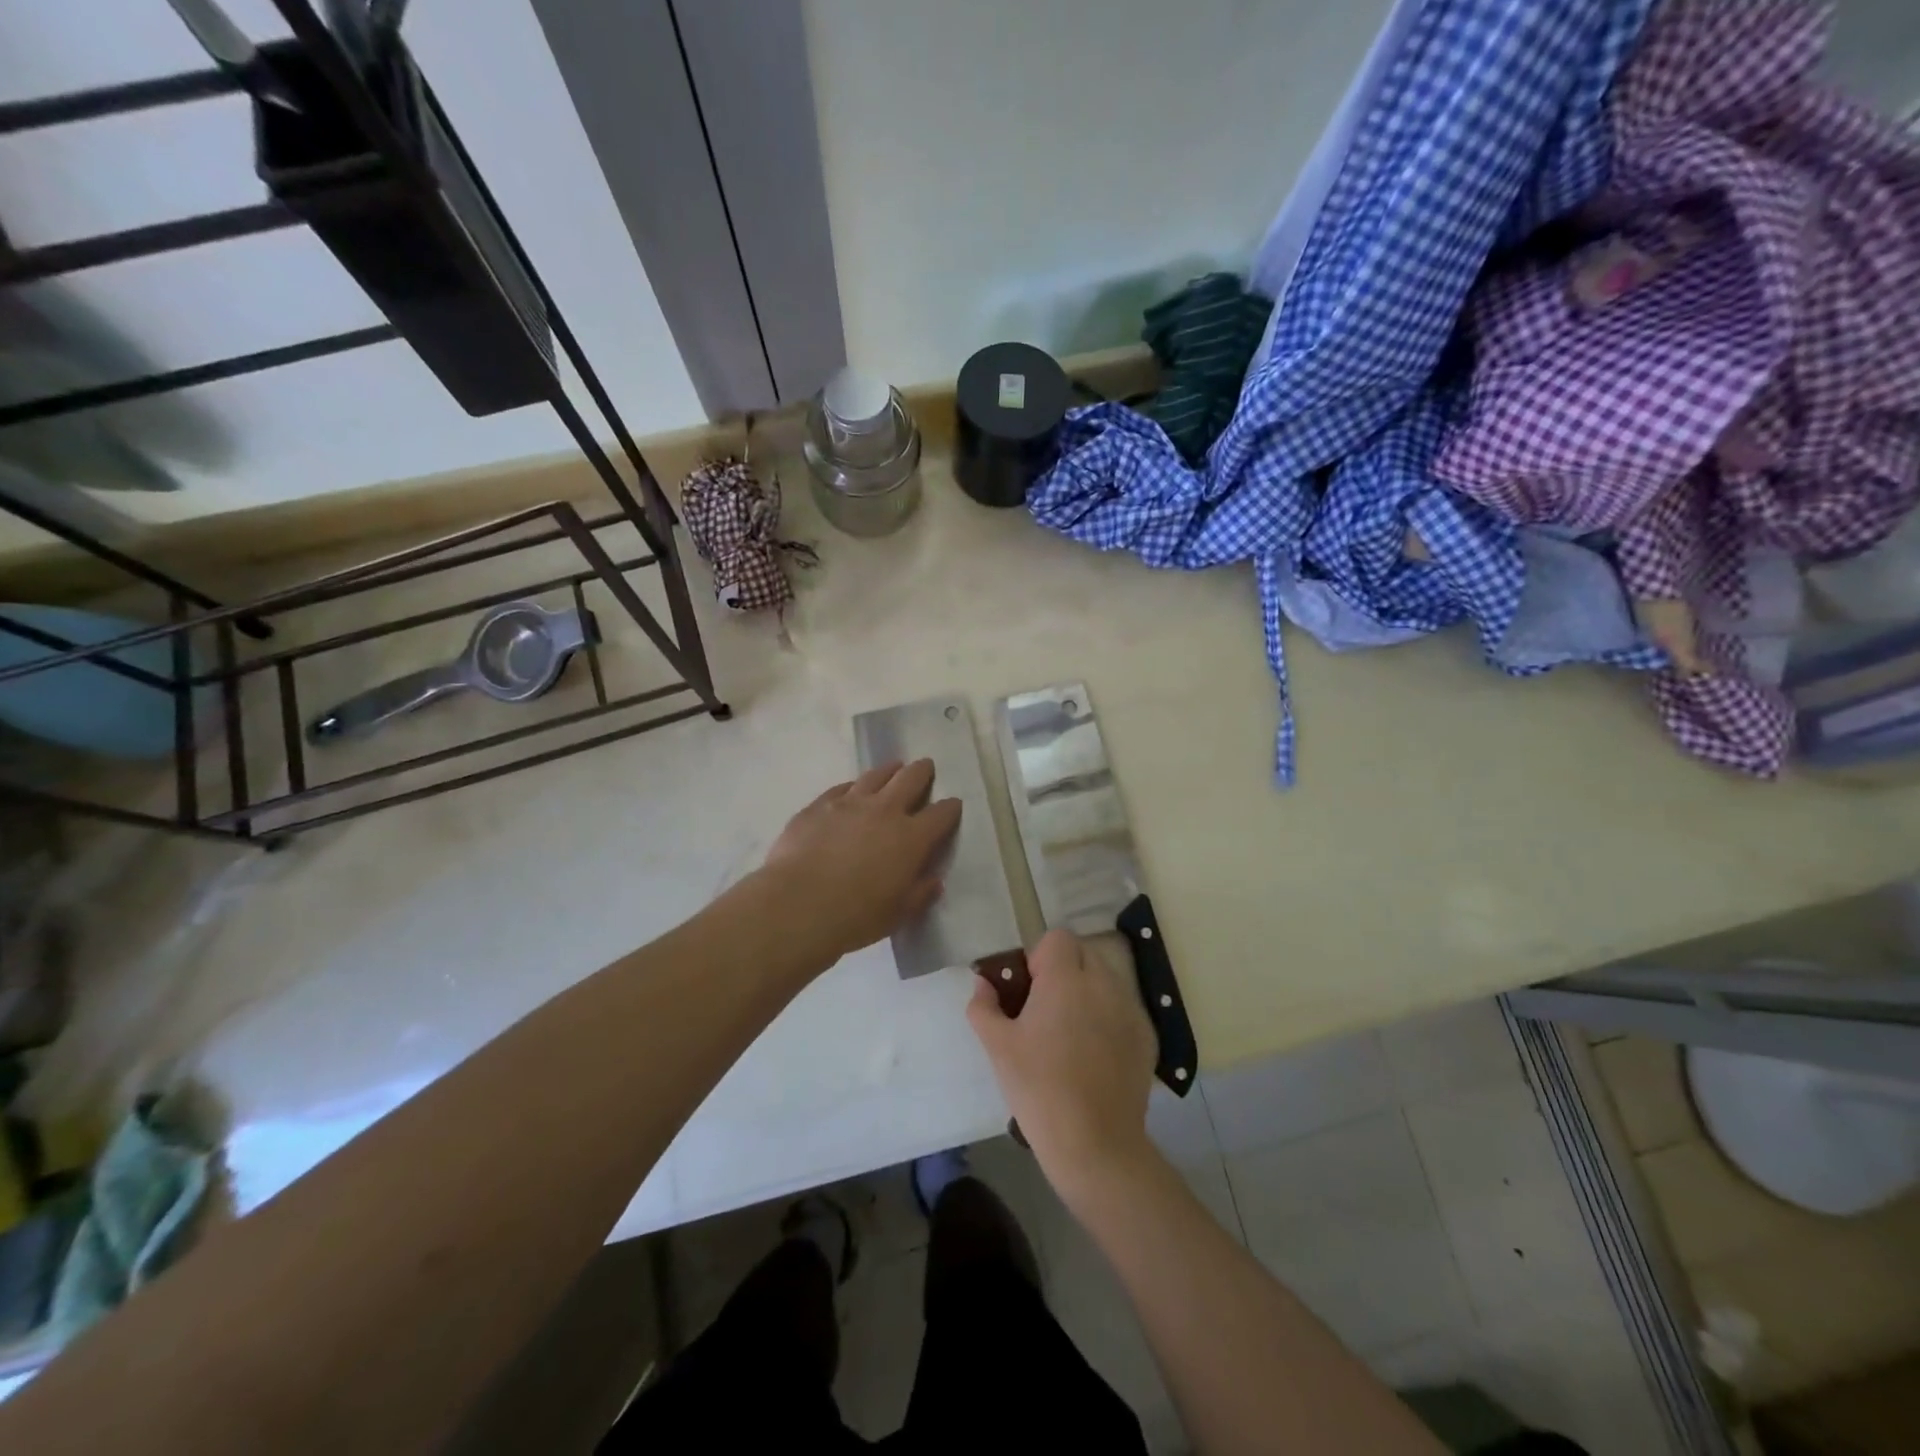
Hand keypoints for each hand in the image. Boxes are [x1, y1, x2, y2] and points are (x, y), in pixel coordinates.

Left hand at [760, 760, 961, 963]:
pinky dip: (853, 786)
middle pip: (910, 779)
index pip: (941, 814)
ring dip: (889, 770)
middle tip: (926, 766)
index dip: (950, 808)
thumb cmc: (855, 916)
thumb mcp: (898, 914)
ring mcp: (849, 803)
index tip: (953, 804)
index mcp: (911, 838)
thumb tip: (934, 881)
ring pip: (875, 775)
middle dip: (922, 771)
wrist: (797, 904)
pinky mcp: (819, 805)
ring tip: (893, 767)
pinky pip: (841, 787)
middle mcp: (884, 811)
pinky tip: (851, 789)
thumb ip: (920, 894)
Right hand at [967, 929, 1157, 1199]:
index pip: (1057, 938)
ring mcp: (1130, 1009)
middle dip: (1062, 971)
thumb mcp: (998, 1047)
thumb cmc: (1039, 1089)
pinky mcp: (1146, 1036)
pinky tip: (1093, 1056)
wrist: (1096, 1145)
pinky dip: (1107, 1017)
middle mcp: (1103, 983)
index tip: (1028, 990)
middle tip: (1044, 1010)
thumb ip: (984, 1006)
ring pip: (1104, 979)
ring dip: (1086, 992)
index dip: (1038, 957)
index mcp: (1066, 979)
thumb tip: (984, 984)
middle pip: (1082, 953)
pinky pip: (1122, 1008)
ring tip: (1069, 1034)